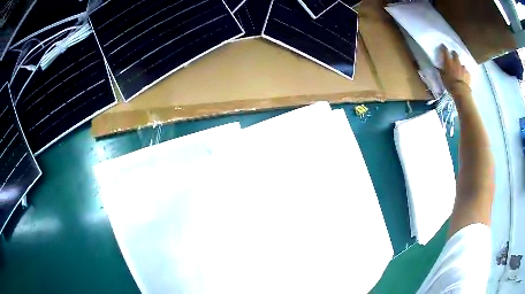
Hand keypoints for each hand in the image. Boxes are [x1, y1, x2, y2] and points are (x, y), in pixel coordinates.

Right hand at [440, 45, 470, 93]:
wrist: (461, 91)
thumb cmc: (450, 84)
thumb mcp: (443, 78)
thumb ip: (441, 71)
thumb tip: (438, 67)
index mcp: (448, 61)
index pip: (445, 51)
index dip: (444, 48)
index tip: (443, 46)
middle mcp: (456, 62)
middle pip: (455, 54)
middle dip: (454, 54)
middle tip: (453, 55)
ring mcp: (463, 67)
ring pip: (461, 63)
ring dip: (460, 65)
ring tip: (459, 69)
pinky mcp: (468, 74)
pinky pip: (466, 71)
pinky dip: (465, 73)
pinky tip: (464, 76)